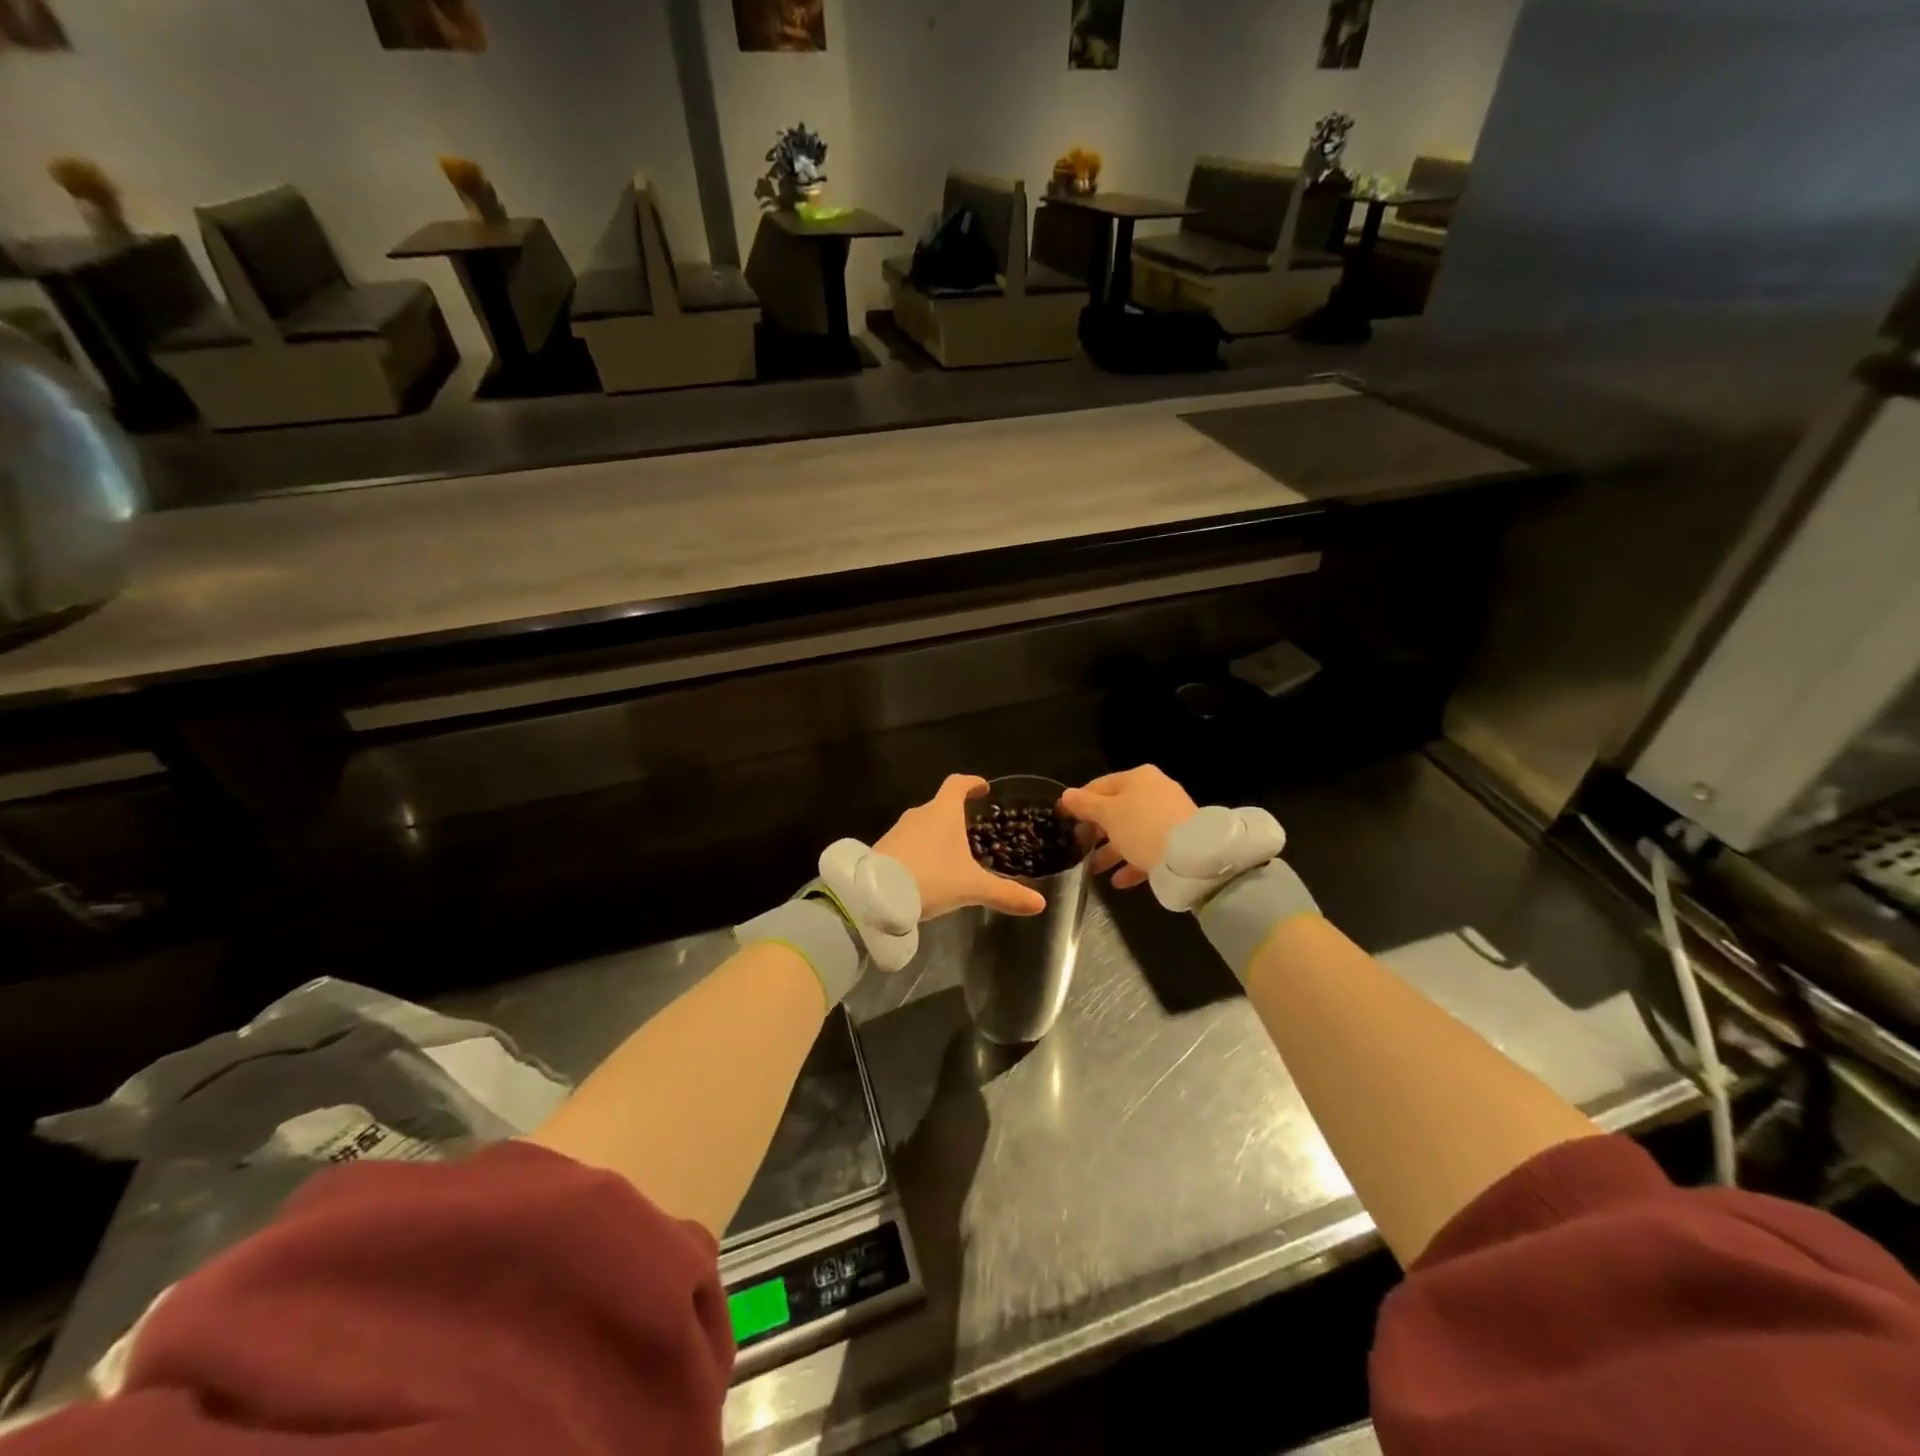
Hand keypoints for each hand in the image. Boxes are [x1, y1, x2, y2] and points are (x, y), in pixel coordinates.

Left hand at [877, 775, 1045, 918]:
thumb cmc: (930, 878)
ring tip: (952, 855)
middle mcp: (919, 814)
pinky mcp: (883, 848)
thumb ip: (1005, 893)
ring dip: (937, 835)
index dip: (972, 783)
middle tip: (972, 831)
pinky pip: (908, 842)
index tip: (982, 788)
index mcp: (943, 811)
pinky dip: (921, 850)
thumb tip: (1040, 903)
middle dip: (956, 816)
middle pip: (940, 806)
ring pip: (923, 825)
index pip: (958, 784)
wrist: (875, 895)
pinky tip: (928, 872)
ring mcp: (898, 830)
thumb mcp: (971, 887)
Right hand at [1061, 766, 1197, 889]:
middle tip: (1077, 848)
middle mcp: (1153, 791)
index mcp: (1136, 778)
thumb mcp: (1107, 814)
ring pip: (1130, 831)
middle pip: (1115, 810)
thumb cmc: (1142, 827)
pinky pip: (1147, 848)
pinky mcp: (1177, 840)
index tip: (1062, 821)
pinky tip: (1118, 881)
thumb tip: (1066, 795)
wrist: (1192, 856)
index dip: (1077, 803)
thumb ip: (1085, 805)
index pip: (1097, 786)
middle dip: (1095, 831)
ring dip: (1110, 851)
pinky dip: (1132, 863)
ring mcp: (1167, 816)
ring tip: (1093, 870)